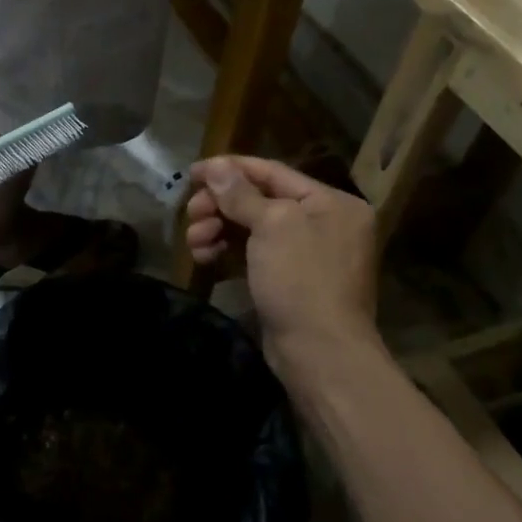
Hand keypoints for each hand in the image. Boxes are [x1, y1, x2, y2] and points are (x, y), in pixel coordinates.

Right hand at [186, 156, 380, 385]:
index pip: (272, 172)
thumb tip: (215, 167)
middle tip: (191, 213)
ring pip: (251, 229)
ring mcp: (305, 254)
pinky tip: (204, 258)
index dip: (230, 169)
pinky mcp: (288, 281)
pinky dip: (226, 252)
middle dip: (219, 205)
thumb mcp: (271, 225)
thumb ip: (240, 193)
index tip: (193, 172)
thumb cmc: (301, 279)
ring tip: (194, 241)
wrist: (320, 354)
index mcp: (330, 202)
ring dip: (217, 229)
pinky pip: (252, 254)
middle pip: (258, 200)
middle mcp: (323, 223)